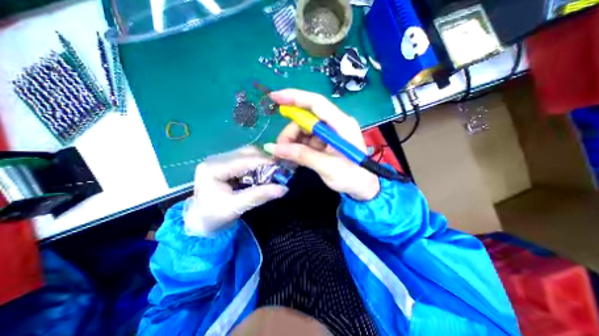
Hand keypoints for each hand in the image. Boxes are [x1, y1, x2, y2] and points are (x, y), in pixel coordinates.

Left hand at [187, 147, 288, 235]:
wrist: (200, 221)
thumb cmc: (214, 216)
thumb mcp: (236, 207)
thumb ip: (259, 196)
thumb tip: (284, 189)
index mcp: (213, 168)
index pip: (245, 160)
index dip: (266, 162)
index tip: (283, 168)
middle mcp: (216, 159)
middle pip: (247, 152)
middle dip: (265, 160)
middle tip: (279, 170)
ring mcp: (220, 159)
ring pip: (248, 153)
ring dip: (262, 161)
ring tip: (273, 172)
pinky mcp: (225, 163)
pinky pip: (246, 158)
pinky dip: (257, 164)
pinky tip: (263, 172)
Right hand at [267, 87, 377, 200]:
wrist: (364, 188)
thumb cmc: (352, 177)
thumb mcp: (327, 167)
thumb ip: (302, 156)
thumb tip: (274, 148)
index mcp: (341, 124)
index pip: (316, 103)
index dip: (295, 97)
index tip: (274, 97)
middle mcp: (335, 124)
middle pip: (307, 119)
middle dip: (290, 131)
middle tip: (279, 149)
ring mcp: (330, 133)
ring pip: (305, 130)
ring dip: (292, 141)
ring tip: (285, 155)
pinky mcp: (326, 142)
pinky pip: (308, 139)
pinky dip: (298, 146)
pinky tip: (293, 156)